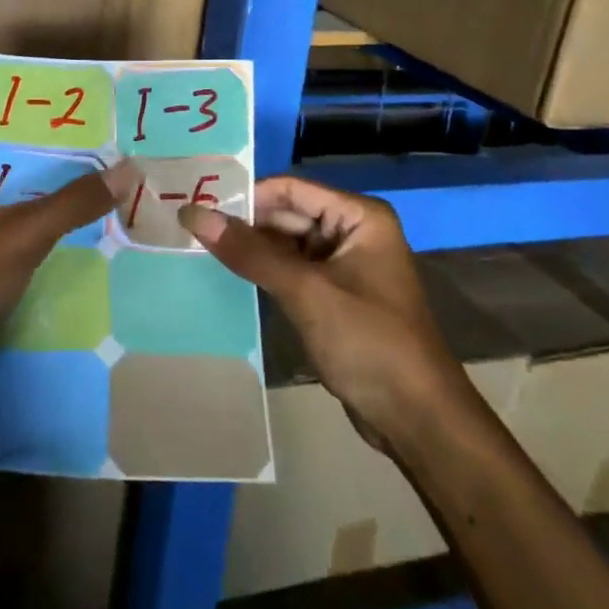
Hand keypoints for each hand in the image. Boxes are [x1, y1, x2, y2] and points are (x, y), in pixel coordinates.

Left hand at [0, 124, 131, 423]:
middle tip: (98, 147)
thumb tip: (127, 169)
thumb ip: (71, 202)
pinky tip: (74, 232)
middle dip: (44, 158)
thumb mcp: (18, 236)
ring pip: (0, 203)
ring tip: (96, 183)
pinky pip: (0, 237)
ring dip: (41, 198)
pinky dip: (31, 232)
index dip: (26, 115)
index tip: (73, 112)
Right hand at [180, 177, 460, 453]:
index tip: (199, 206)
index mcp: (359, 217)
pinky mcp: (335, 297)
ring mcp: (344, 266)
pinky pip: (292, 271)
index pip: (291, 189)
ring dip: (251, 249)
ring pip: (286, 244)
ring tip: (198, 248)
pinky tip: (228, 276)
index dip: (247, 195)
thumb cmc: (369, 342)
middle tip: (190, 229)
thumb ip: (250, 252)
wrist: (418, 419)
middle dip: (245, 224)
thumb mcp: (307, 292)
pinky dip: (264, 273)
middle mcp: (353, 232)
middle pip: (287, 214)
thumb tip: (194, 214)